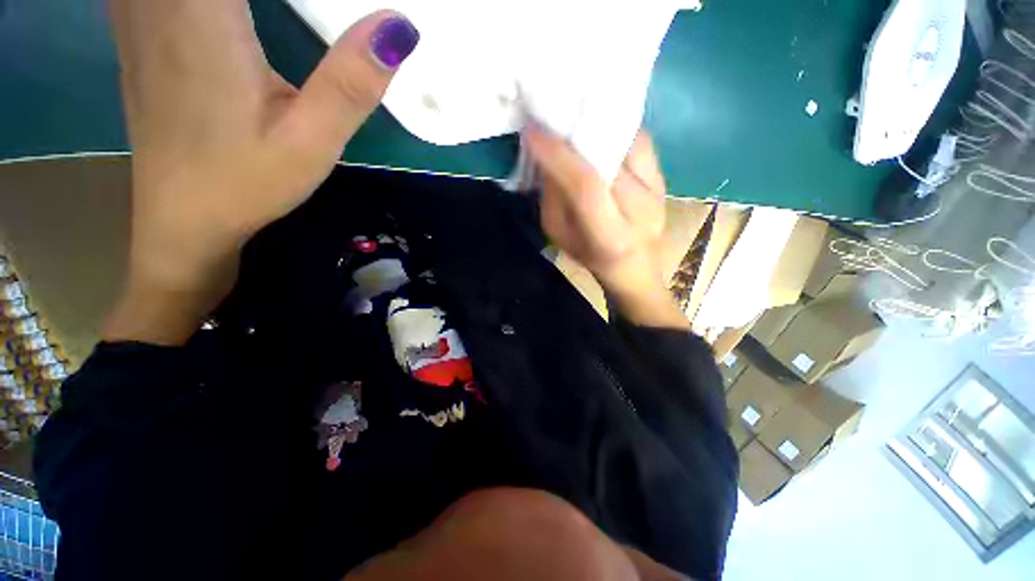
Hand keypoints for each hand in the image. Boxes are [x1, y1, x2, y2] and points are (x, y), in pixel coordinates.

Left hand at [104, 1, 419, 343]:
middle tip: (318, 12)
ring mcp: (138, 15)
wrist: (183, 220)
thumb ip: (352, 82)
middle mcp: (162, 2)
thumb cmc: (247, 183)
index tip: (329, 6)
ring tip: (256, 19)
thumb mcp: (312, 141)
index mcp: (205, 15)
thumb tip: (401, 26)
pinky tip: (216, 10)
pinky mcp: (136, 33)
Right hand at [526, 126, 687, 328]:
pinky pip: (641, 141)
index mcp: (610, 235)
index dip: (559, 156)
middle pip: (609, 158)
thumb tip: (549, 158)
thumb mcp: (561, 236)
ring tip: (574, 114)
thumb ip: (553, 200)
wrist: (635, 265)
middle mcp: (640, 209)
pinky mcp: (665, 177)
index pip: (586, 186)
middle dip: (577, 131)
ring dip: (599, 124)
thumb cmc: (591, 255)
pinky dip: (618, 129)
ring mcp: (658, 190)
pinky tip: (600, 126)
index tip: (534, 131)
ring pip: (628, 142)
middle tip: (552, 114)